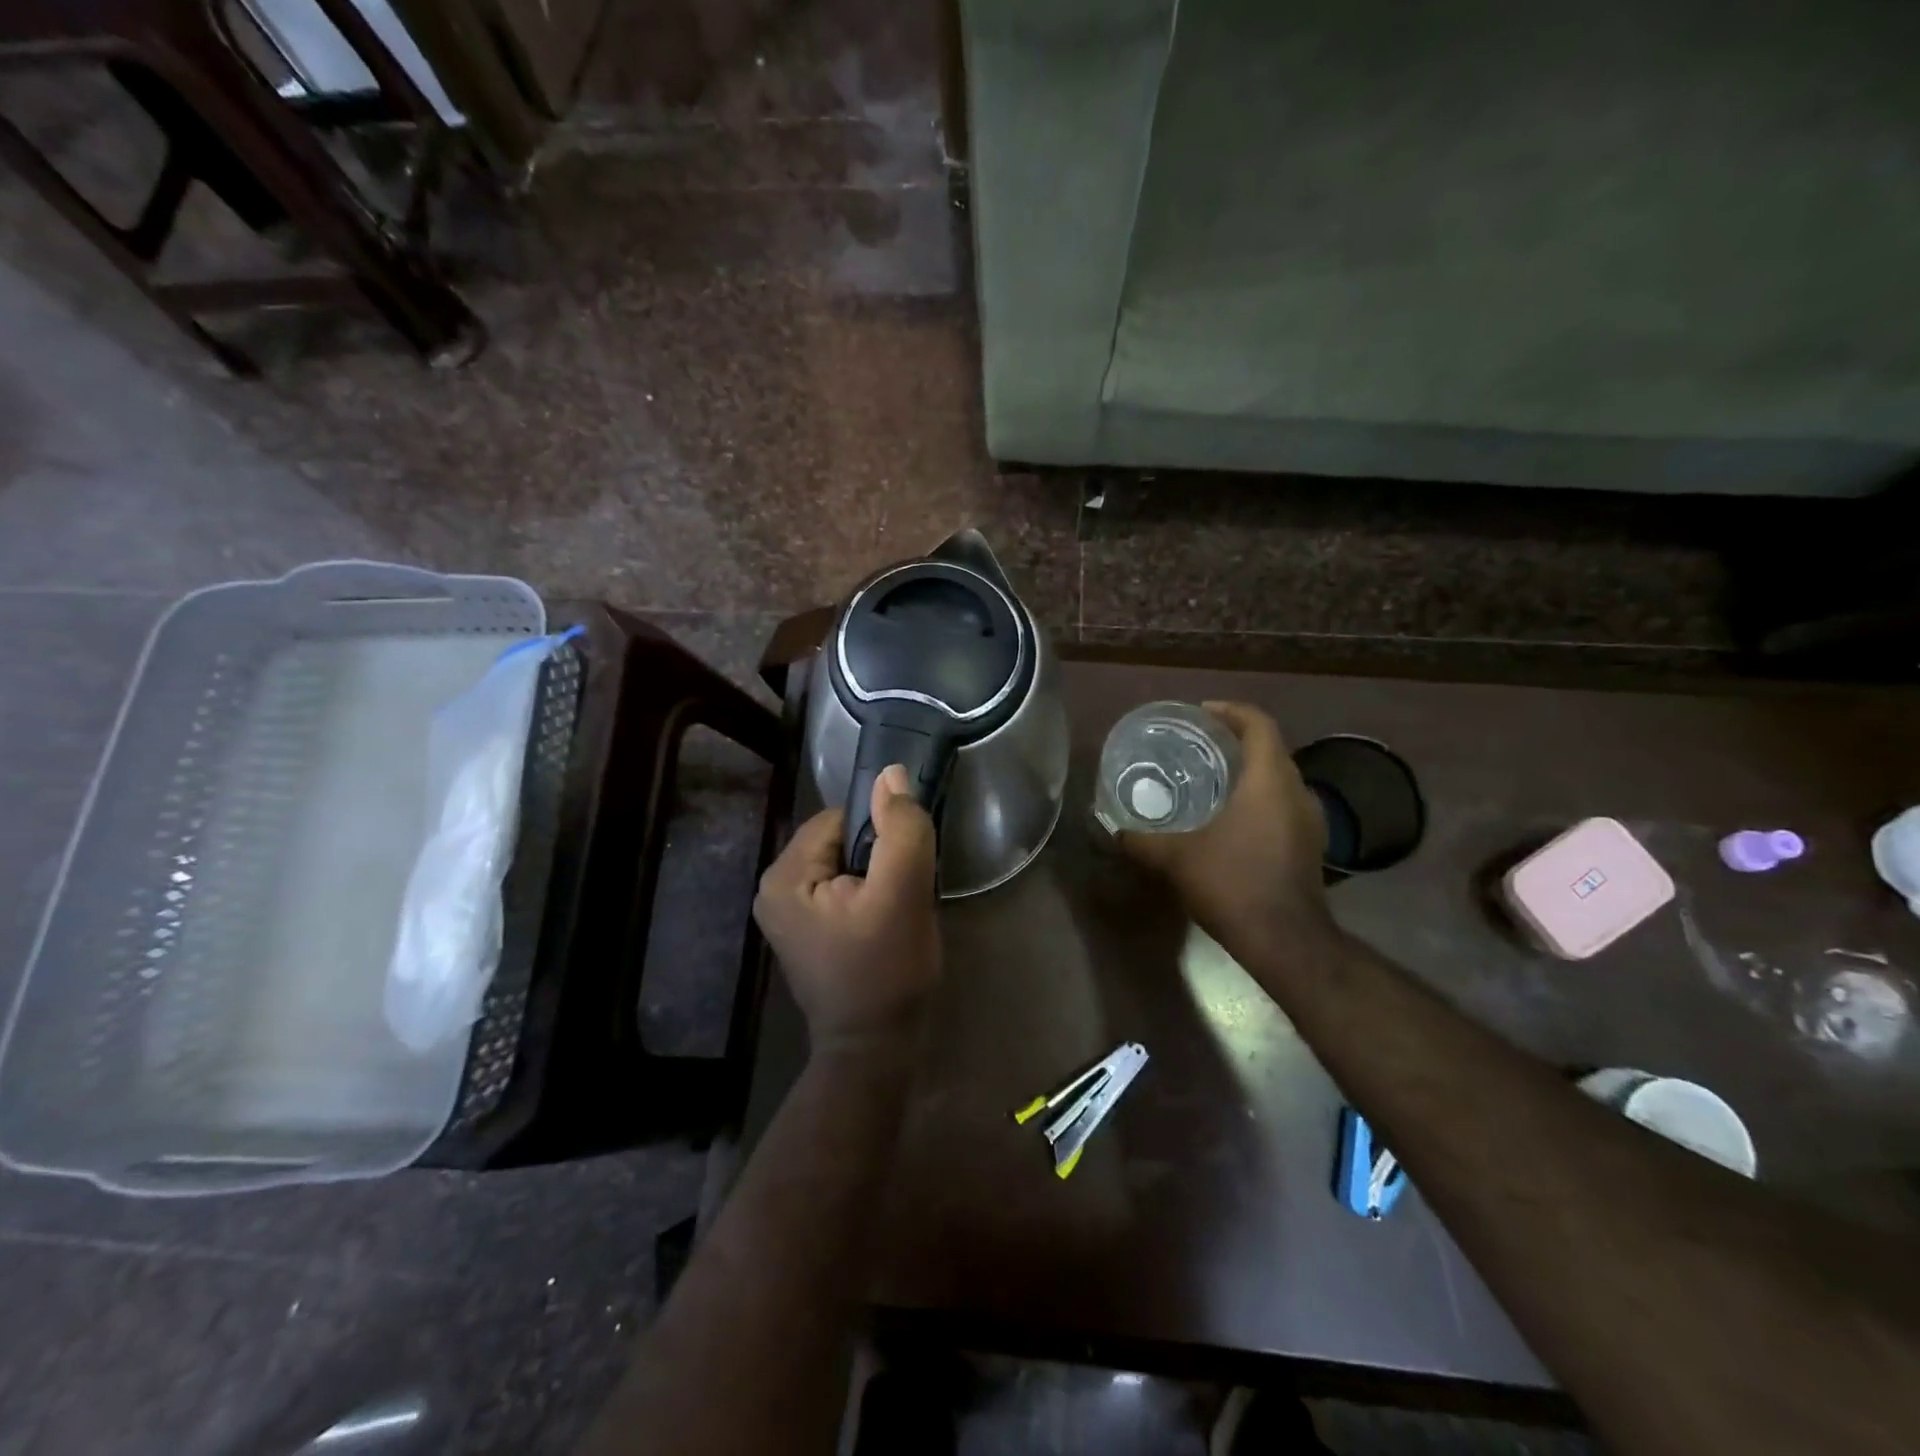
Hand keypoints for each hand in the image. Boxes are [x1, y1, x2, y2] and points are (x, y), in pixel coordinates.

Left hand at [754, 763, 940, 1053]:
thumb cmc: (886, 971)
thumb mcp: (903, 893)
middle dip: (879, 859)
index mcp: (784, 875)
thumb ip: (900, 829)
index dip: (880, 836)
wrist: (875, 1050)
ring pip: (847, 864)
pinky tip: (883, 928)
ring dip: (878, 879)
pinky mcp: (805, 930)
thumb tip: (891, 773)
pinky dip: (869, 898)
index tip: (902, 872)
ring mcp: (786, 912)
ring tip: (894, 916)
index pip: (841, 819)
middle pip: (842, 840)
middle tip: (900, 899)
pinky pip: (842, 889)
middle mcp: (773, 888)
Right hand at [1120, 702, 1335, 945]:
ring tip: (1210, 781)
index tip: (1201, 714)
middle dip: (1235, 742)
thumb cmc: (1232, 883)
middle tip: (1197, 747)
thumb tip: (1115, 831)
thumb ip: (1142, 840)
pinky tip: (1231, 821)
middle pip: (1270, 749)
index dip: (1231, 711)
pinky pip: (1284, 806)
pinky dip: (1259, 800)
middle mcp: (1298, 792)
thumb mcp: (1176, 859)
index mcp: (1269, 780)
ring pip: (1280, 779)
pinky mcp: (1311, 846)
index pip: (1259, 724)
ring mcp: (1311, 821)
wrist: (1286, 941)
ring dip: (1249, 773)